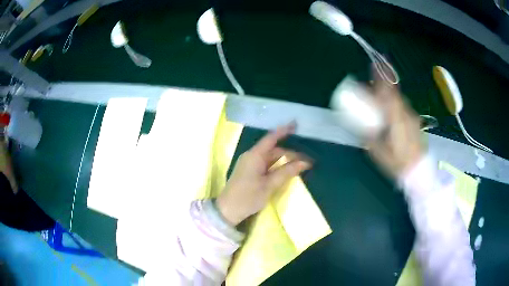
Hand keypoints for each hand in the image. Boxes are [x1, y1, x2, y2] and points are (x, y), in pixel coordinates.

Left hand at [216, 123, 311, 225]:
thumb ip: (287, 172)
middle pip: (273, 150)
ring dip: (284, 161)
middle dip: (290, 154)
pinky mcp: (249, 171)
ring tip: (300, 166)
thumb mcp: (270, 185)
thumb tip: (305, 163)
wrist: (228, 210)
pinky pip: (266, 164)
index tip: (295, 124)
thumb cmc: (248, 197)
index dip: (283, 130)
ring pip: (270, 158)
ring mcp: (250, 164)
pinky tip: (286, 171)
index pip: (271, 138)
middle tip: (307, 162)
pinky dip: (277, 166)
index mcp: (255, 155)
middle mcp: (251, 156)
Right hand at [366, 71, 423, 178]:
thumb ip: (369, 135)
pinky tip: (391, 114)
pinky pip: (403, 108)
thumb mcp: (378, 151)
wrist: (419, 171)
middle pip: (394, 94)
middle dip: (383, 85)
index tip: (374, 65)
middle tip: (372, 83)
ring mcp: (412, 117)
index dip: (381, 78)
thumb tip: (362, 125)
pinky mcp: (415, 123)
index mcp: (396, 118)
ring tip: (380, 99)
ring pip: (399, 101)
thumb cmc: (397, 162)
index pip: (388, 93)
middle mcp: (406, 114)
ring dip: (389, 96)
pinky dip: (395, 105)